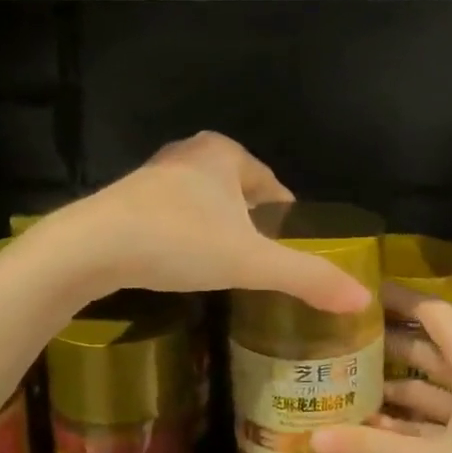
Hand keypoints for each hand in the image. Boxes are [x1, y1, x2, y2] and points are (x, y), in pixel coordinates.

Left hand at [40, 132, 370, 313]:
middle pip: (238, 192)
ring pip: (204, 204)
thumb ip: (306, 278)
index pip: (272, 184)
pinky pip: (174, 217)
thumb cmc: (178, 241)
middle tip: (265, 263)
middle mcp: (189, 154)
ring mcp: (154, 176)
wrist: (90, 248)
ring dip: (218, 230)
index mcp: (224, 153)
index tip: (295, 247)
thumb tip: (361, 299)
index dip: (288, 216)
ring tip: (230, 268)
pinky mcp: (127, 201)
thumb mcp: (250, 262)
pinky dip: (187, 237)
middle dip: (253, 224)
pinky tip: (186, 264)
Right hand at [310, 292, 451, 452]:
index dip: (395, 298)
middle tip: (334, 343)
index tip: (354, 293)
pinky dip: (409, 423)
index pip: (431, 311)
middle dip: (383, 345)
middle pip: (426, 348)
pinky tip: (374, 433)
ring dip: (392, 388)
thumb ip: (370, 449)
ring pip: (431, 388)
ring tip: (343, 387)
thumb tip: (310, 437)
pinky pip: (440, 420)